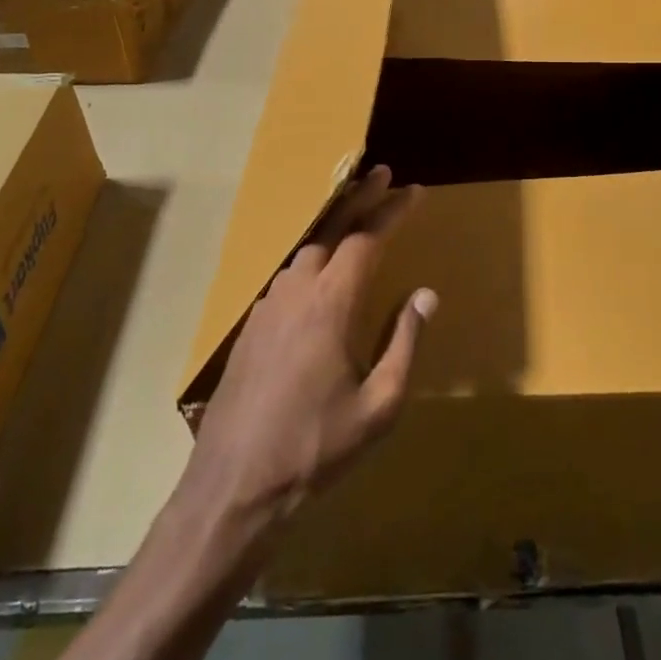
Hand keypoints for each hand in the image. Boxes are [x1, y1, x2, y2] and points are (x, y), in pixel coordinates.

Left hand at [185, 166, 436, 527]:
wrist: (234, 485)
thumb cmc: (316, 447)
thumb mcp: (379, 404)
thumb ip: (404, 342)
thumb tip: (426, 295)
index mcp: (330, 303)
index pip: (365, 240)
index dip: (391, 212)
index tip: (413, 191)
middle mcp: (295, 291)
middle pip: (330, 229)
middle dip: (359, 198)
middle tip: (383, 174)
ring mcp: (267, 306)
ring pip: (305, 250)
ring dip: (334, 227)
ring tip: (357, 217)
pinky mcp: (251, 326)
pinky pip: (288, 276)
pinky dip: (312, 258)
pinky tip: (320, 271)